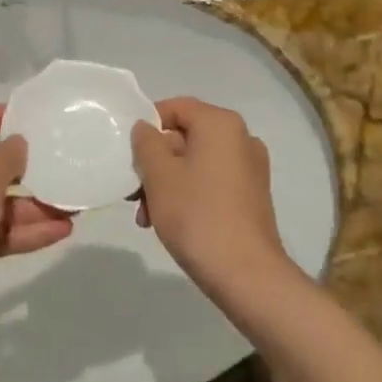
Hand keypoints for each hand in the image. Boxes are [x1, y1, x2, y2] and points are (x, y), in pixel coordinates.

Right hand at [130, 97, 288, 300]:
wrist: (246, 275)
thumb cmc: (197, 215)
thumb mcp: (159, 175)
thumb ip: (146, 143)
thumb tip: (146, 128)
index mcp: (221, 124)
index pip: (176, 107)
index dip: (147, 125)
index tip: (129, 153)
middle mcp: (241, 138)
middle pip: (185, 137)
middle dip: (155, 162)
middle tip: (134, 192)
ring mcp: (250, 168)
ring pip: (196, 163)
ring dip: (167, 183)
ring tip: (147, 216)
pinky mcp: (252, 196)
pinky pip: (211, 182)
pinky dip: (188, 194)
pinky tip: (169, 222)